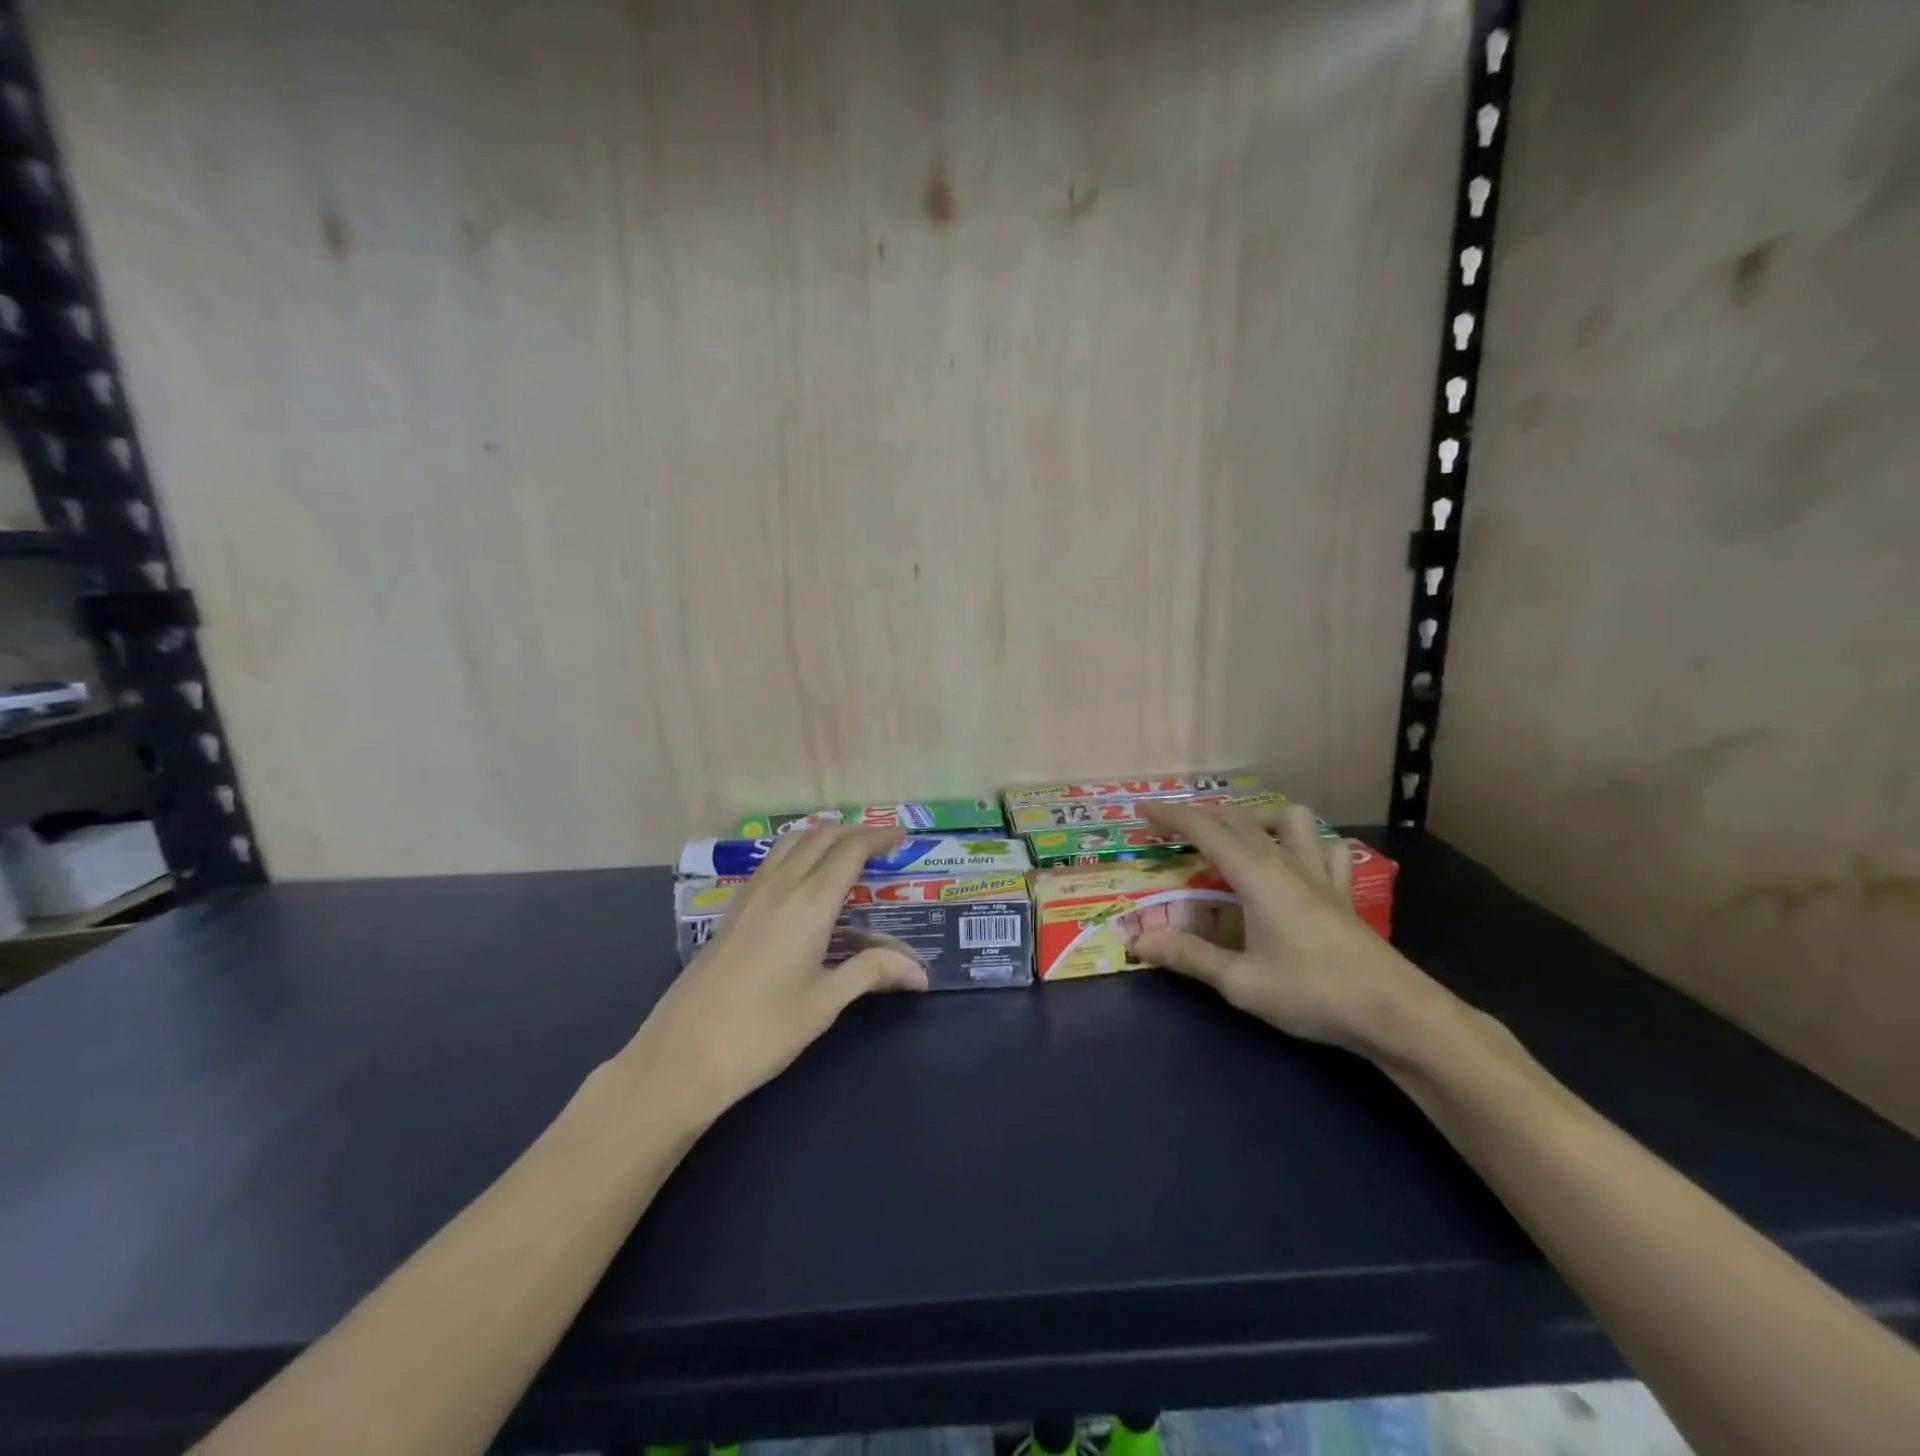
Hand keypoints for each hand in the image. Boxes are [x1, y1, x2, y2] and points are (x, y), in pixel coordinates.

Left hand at [626, 826, 928, 1123]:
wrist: (682, 1056)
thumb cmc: (763, 1031)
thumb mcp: (825, 1002)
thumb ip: (872, 973)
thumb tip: (921, 973)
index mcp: (809, 903)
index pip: (850, 851)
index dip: (878, 838)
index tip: (902, 838)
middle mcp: (779, 886)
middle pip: (820, 837)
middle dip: (853, 832)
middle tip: (881, 844)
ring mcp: (750, 895)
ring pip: (791, 843)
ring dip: (822, 837)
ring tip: (846, 851)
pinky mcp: (732, 911)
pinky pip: (772, 862)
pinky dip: (797, 852)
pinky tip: (803, 878)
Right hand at [1130, 800, 1452, 1059]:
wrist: (1396, 1013)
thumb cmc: (1314, 993)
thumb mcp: (1241, 982)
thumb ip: (1188, 956)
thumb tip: (1137, 942)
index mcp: (1257, 875)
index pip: (1205, 829)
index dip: (1171, 816)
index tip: (1142, 811)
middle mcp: (1286, 862)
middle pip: (1238, 819)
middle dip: (1200, 816)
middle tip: (1171, 831)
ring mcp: (1320, 874)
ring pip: (1288, 819)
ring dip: (1255, 817)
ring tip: (1235, 838)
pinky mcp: (1343, 891)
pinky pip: (1325, 848)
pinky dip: (1304, 842)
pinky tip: (1295, 861)